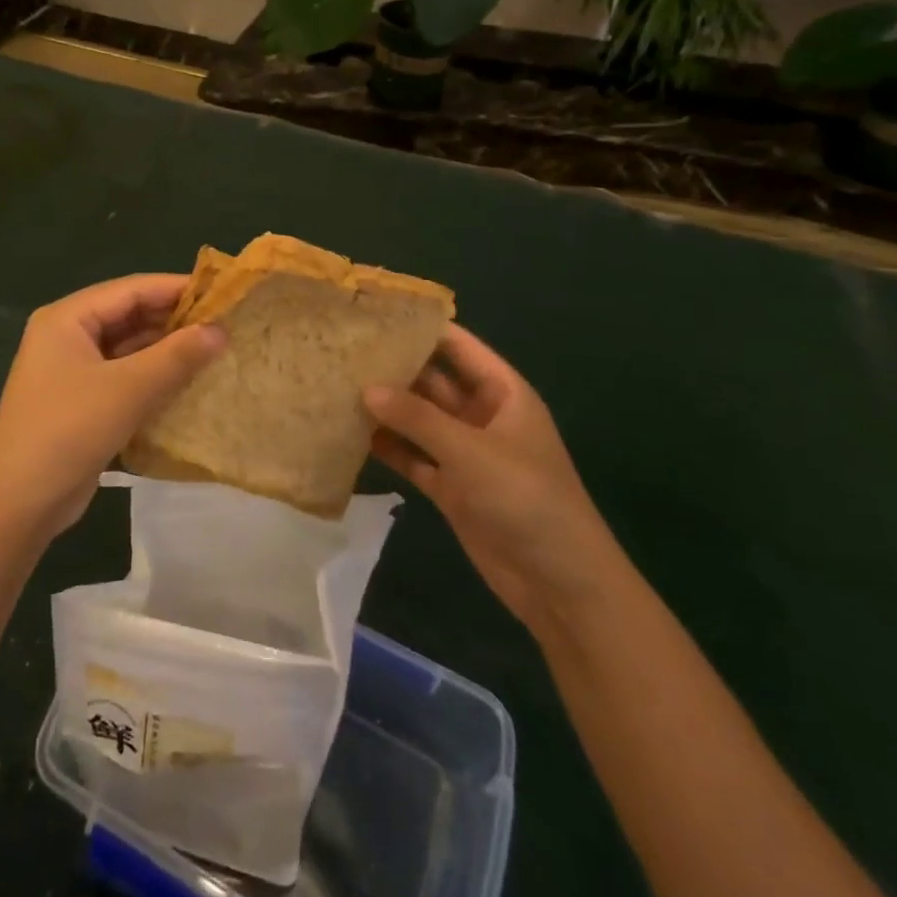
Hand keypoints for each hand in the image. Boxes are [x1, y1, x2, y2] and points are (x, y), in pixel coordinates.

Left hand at [0, 274, 225, 538]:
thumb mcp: (128, 389)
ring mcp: (70, 370)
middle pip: (128, 315)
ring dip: (165, 350)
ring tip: (214, 350)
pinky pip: (122, 376)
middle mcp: (66, 335)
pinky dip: (152, 376)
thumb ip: (176, 356)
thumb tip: (220, 330)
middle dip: (173, 320)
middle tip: (224, 324)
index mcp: (67, 318)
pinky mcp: (79, 401)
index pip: (130, 289)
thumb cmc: (69, 430)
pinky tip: (186, 382)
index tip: (221, 293)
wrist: (18, 502)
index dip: (176, 288)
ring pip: (127, 348)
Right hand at [366, 326, 624, 635]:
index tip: (374, 312)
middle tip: (341, 350)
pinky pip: (413, 457)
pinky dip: (388, 447)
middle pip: (432, 381)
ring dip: (385, 408)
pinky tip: (350, 434)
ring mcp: (464, 453)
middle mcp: (482, 415)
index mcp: (502, 392)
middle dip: (393, 367)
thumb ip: (417, 418)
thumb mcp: (471, 451)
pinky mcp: (450, 486)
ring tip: (335, 386)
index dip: (421, 327)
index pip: (457, 346)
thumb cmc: (525, 499)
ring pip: (418, 420)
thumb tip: (366, 388)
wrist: (560, 584)